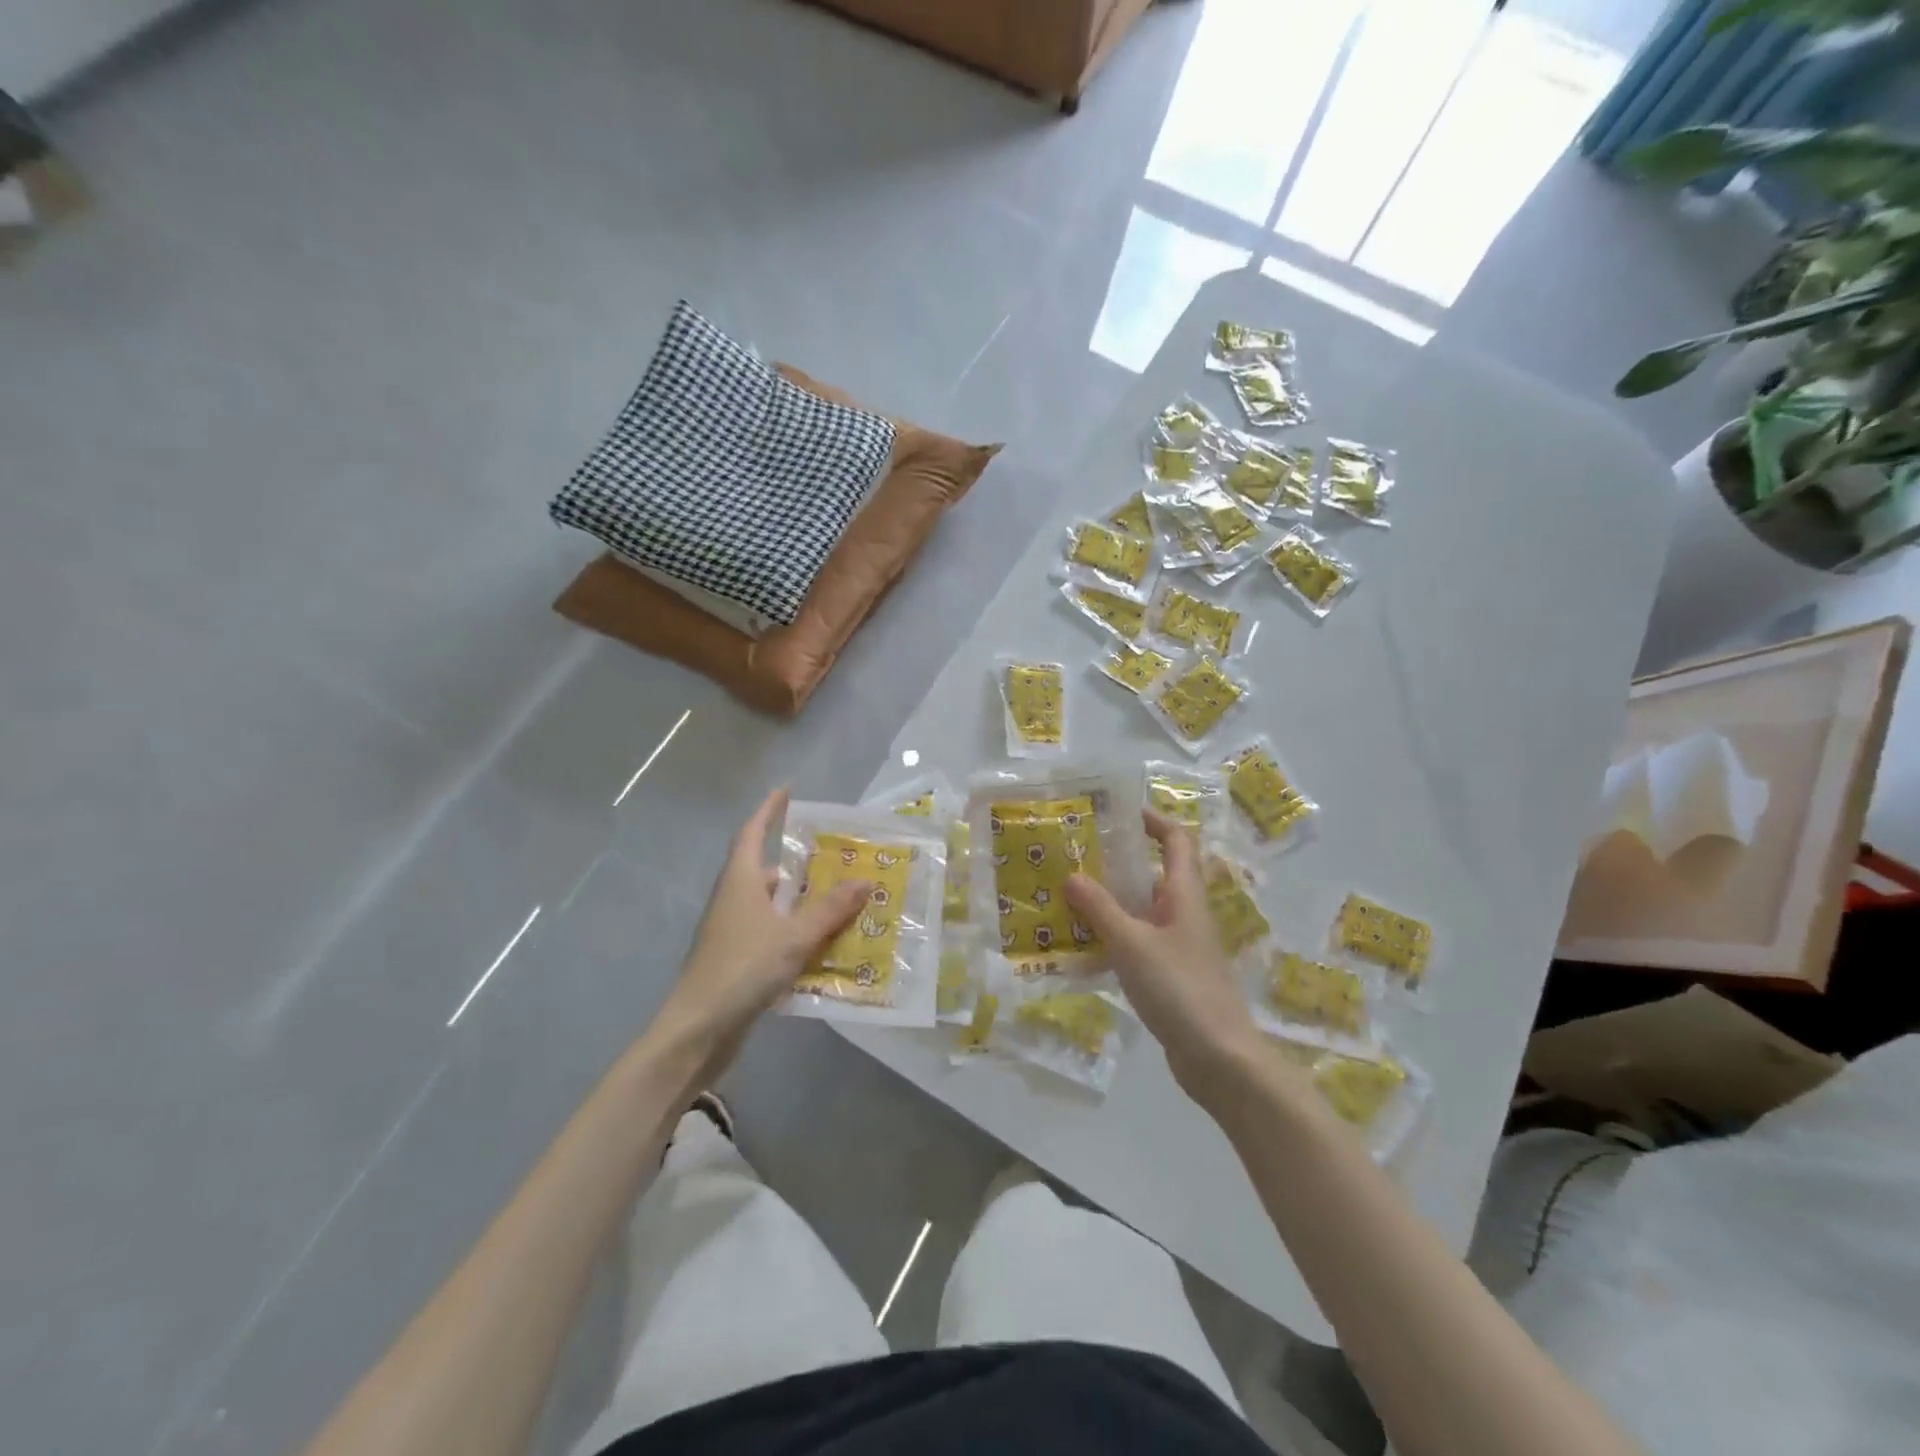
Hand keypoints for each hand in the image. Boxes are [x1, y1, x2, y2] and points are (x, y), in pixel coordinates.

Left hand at [656, 787, 870, 1059]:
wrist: (698, 1030)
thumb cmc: (742, 969)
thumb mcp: (794, 936)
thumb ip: (830, 910)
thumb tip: (866, 880)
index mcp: (740, 881)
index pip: (752, 832)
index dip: (768, 810)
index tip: (786, 790)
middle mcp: (734, 899)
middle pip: (768, 870)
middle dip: (800, 863)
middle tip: (839, 858)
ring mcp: (733, 930)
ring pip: (773, 905)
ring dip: (803, 901)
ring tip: (842, 899)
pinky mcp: (738, 958)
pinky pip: (773, 932)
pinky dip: (797, 931)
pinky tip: (825, 943)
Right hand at [1065, 810, 1263, 1106]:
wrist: (1220, 1058)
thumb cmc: (1180, 989)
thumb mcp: (1132, 944)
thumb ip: (1100, 909)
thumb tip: (1071, 874)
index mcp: (1184, 895)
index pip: (1176, 841)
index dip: (1153, 820)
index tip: (1118, 810)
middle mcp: (1184, 914)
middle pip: (1153, 874)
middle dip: (1117, 861)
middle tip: (1074, 854)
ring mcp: (1178, 946)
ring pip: (1141, 910)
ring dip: (1109, 901)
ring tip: (1066, 894)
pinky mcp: (1170, 975)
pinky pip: (1137, 942)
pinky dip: (1112, 937)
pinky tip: (1081, 946)